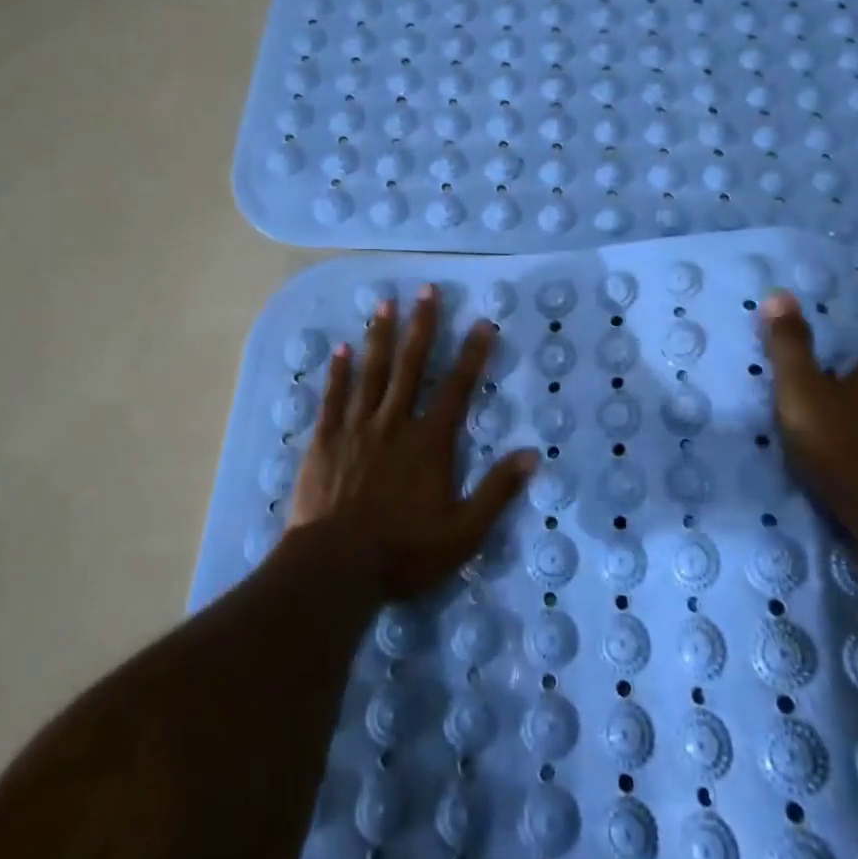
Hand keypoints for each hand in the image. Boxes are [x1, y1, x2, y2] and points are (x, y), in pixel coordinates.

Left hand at [289, 285, 536, 598]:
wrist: (334, 568)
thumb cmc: (403, 552)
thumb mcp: (463, 532)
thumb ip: (497, 491)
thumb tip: (533, 454)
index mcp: (429, 442)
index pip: (457, 388)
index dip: (473, 354)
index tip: (483, 322)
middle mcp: (394, 423)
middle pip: (411, 365)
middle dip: (422, 326)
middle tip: (426, 290)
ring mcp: (356, 428)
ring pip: (371, 372)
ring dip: (380, 336)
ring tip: (385, 303)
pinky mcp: (324, 440)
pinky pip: (333, 397)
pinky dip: (337, 371)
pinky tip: (340, 348)